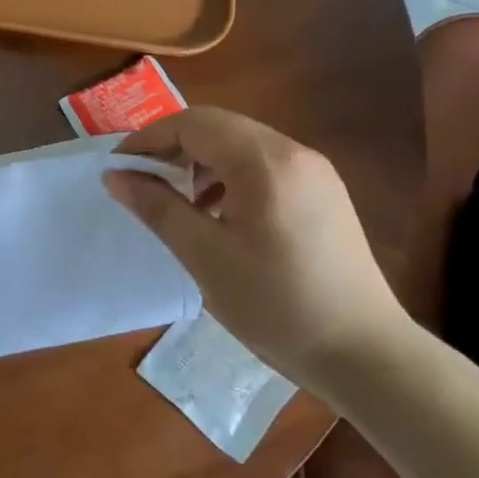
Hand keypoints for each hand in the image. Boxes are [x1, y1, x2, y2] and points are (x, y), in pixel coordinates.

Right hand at [105, 108, 407, 380]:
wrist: (363, 352)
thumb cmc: (275, 305)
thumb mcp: (204, 256)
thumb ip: (157, 208)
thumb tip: (115, 176)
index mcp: (265, 162)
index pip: (193, 124)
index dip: (148, 139)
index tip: (118, 169)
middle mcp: (294, 153)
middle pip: (218, 128)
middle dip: (172, 149)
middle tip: (140, 184)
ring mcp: (314, 172)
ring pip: (241, 146)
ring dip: (200, 164)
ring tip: (175, 203)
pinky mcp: (323, 194)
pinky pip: (264, 168)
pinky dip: (229, 179)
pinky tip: (217, 216)